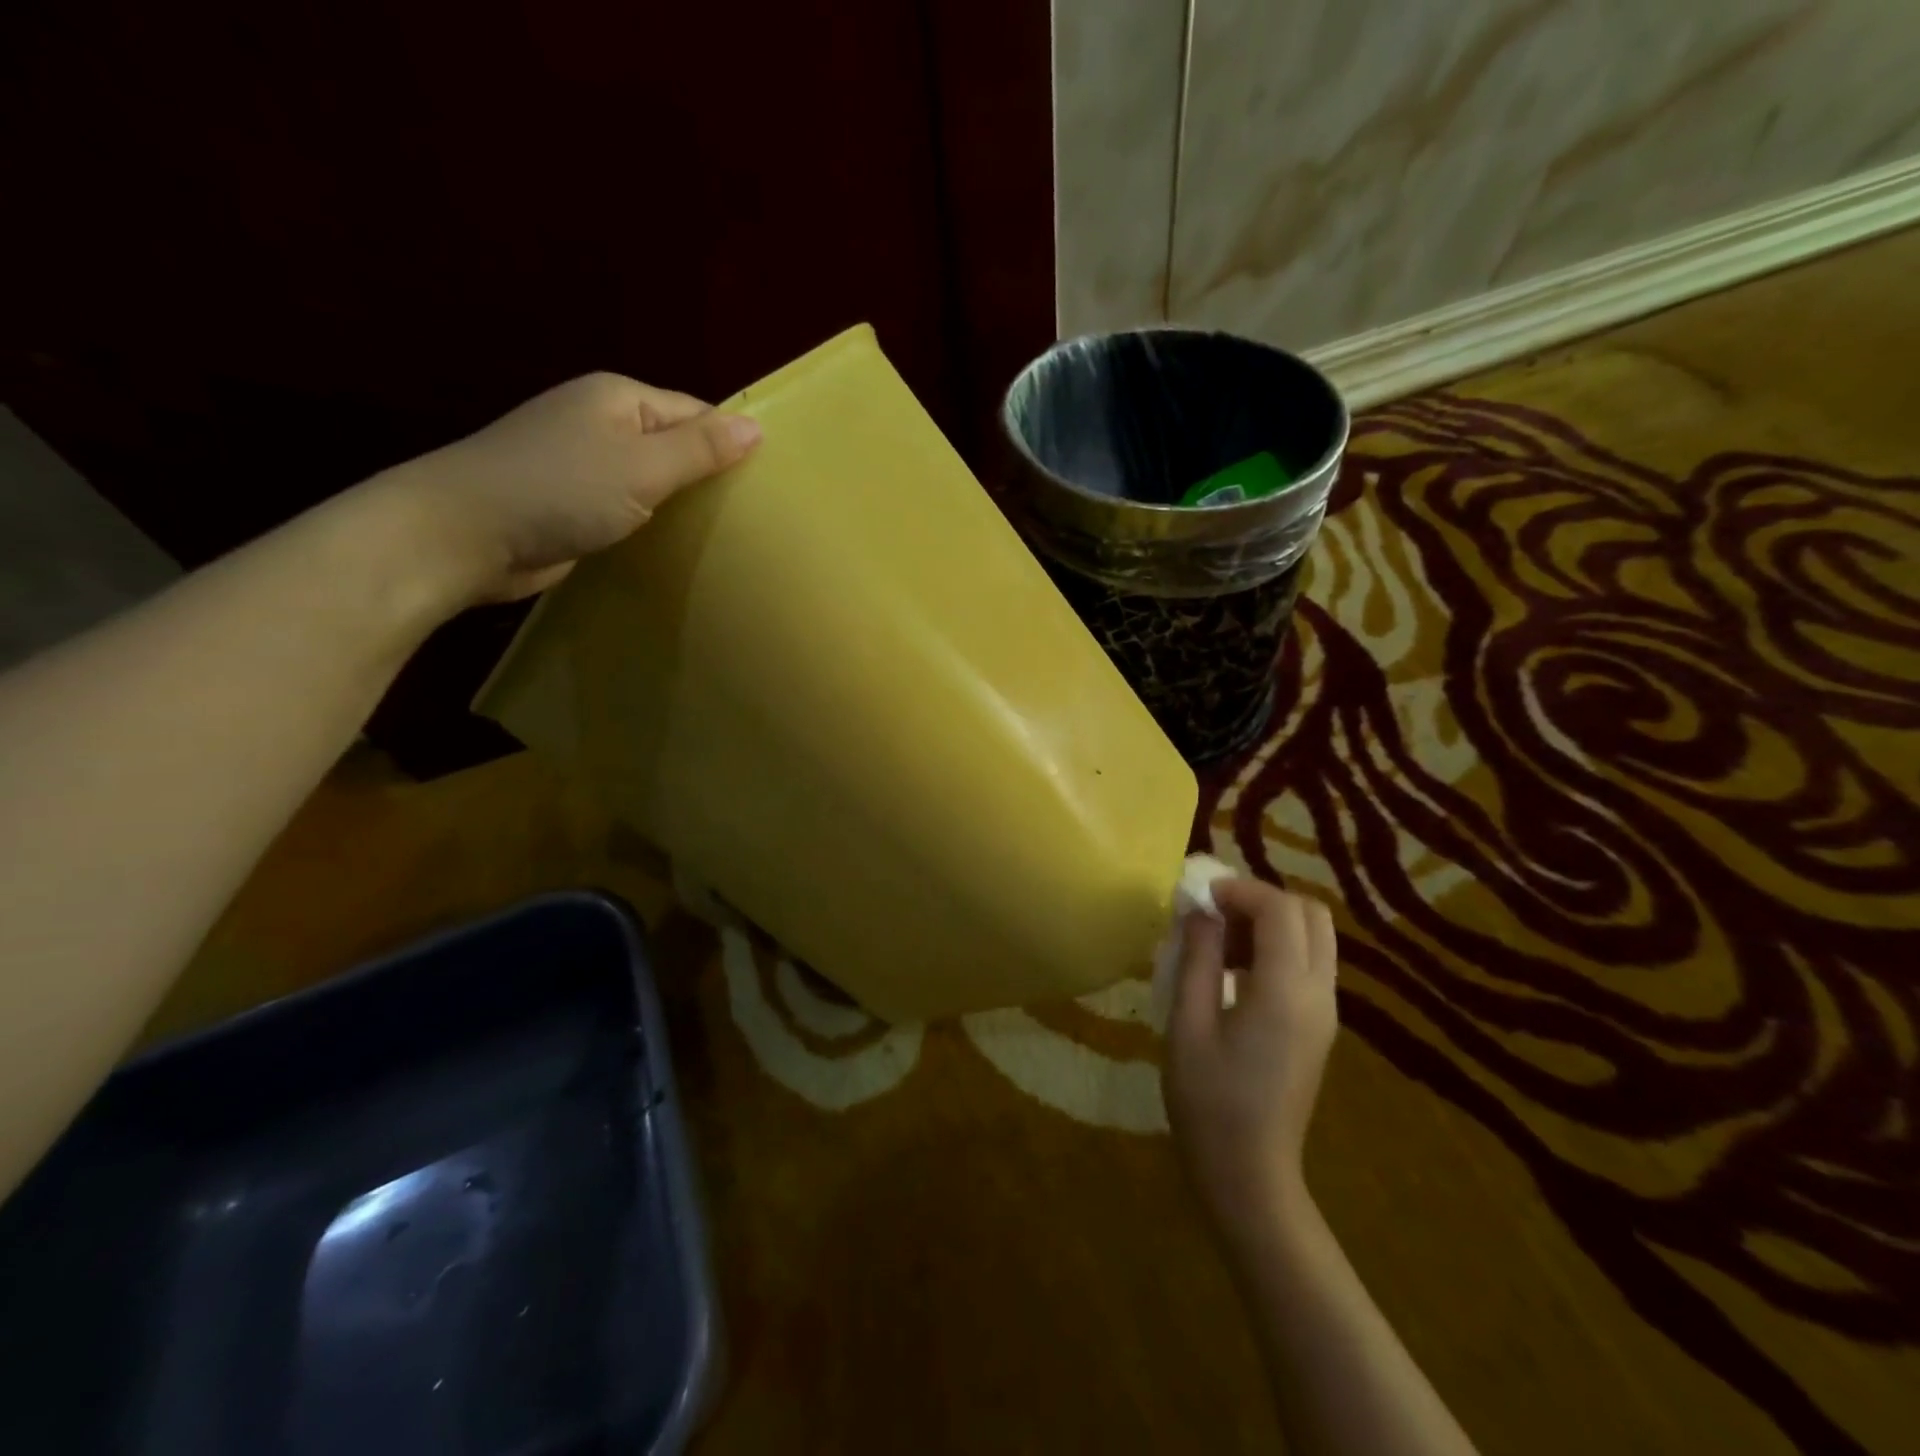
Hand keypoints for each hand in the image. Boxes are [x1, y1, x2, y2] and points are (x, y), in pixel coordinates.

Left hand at [374, 372, 761, 605]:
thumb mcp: (641, 467)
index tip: (767, 485)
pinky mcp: (573, 503)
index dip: (731, 444)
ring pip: (652, 479)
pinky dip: (652, 524)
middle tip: (753, 518)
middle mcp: (602, 422)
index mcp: (620, 398)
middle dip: (709, 477)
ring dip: (681, 505)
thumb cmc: (560, 490)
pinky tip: (676, 547)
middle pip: (674, 444)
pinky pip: (629, 507)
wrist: (465, 534)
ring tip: (726, 536)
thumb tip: (757, 427)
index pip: (695, 413)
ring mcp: (583, 463)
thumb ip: (700, 449)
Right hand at [1164, 878, 1339, 1244]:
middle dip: (1262, 899)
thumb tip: (1200, 910)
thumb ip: (1199, 958)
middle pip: (1311, 914)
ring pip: (1315, 937)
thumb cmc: (1208, 1101)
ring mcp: (1325, 1012)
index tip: (1199, 896)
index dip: (1239, 889)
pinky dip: (1277, 948)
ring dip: (1271, 922)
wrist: (1249, 1174)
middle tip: (1215, 914)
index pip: (1279, 910)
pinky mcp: (1319, 1027)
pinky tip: (1235, 973)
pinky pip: (1309, 963)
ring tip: (1220, 942)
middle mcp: (1318, 994)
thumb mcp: (1188, 1023)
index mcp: (1285, 992)